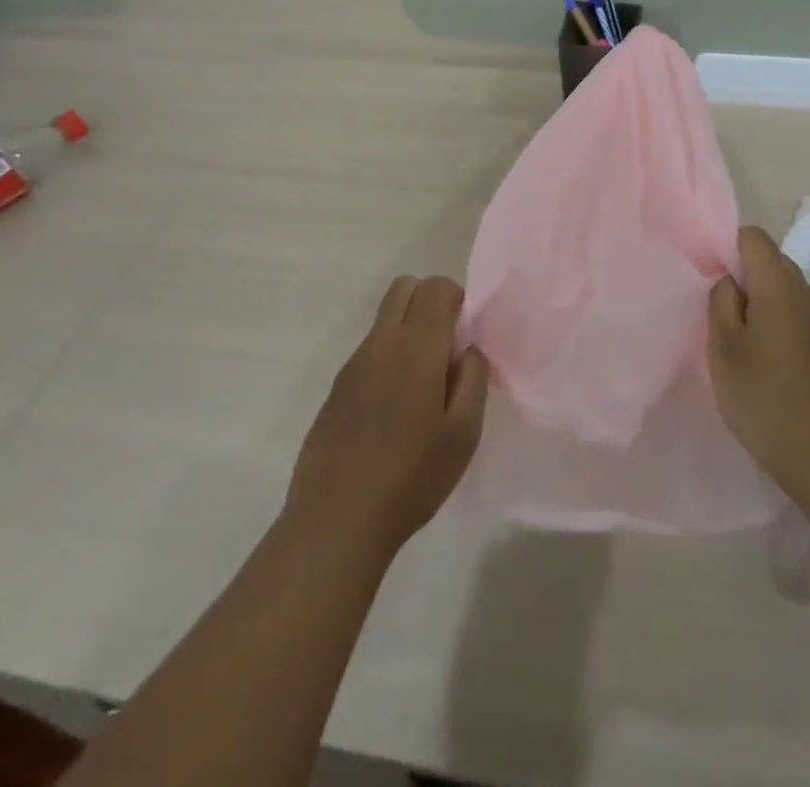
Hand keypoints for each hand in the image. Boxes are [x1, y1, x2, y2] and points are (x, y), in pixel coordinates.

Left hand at [285, 275, 489, 563]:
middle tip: (446, 351)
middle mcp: (380, 344)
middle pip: (404, 287)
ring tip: (421, 390)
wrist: (335, 523)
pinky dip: (388, 359)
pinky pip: (369, 351)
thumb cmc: (411, 478)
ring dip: (408, 331)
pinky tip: (393, 413)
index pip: (436, 286)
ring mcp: (352, 365)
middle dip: (430, 303)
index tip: (465, 339)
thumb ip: (473, 378)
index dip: (457, 300)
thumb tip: (467, 350)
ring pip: (385, 319)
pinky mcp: (336, 389)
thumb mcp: (464, 434)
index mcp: (416, 348)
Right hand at [708, 226, 809, 501]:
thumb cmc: (761, 393)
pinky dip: (769, 316)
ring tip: (730, 329)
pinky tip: (754, 349)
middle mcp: (802, 290)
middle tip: (712, 303)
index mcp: (778, 283)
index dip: (726, 246)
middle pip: (768, 258)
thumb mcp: (724, 345)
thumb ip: (721, 300)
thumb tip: (728, 280)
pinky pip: (789, 309)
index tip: (706, 274)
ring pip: (779, 285)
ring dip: (754, 297)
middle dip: (739, 272)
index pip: (752, 237)